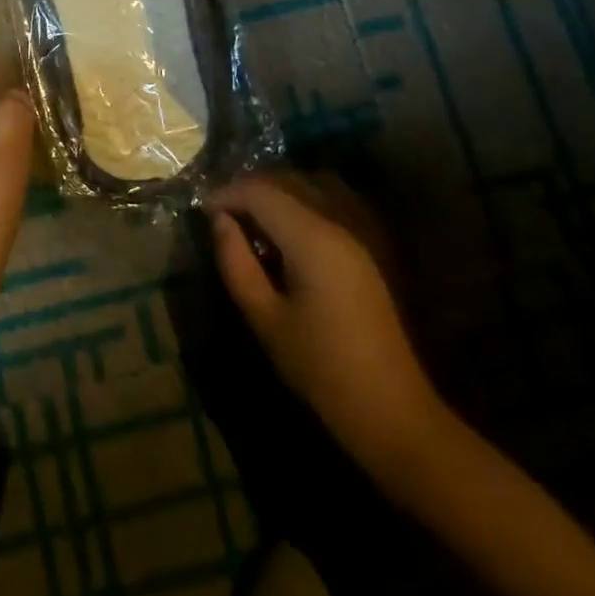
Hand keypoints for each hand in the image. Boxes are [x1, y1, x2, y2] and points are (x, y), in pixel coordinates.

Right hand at [209, 173, 443, 479]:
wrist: (392, 411)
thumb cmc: (320, 368)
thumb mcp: (265, 318)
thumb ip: (236, 262)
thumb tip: (220, 222)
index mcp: (312, 238)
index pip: (260, 191)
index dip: (226, 195)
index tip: (201, 214)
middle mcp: (337, 224)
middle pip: (285, 184)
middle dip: (247, 193)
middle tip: (219, 220)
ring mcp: (355, 237)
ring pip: (305, 194)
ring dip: (271, 201)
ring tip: (245, 229)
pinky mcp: (363, 254)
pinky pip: (322, 213)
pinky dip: (293, 214)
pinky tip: (278, 245)